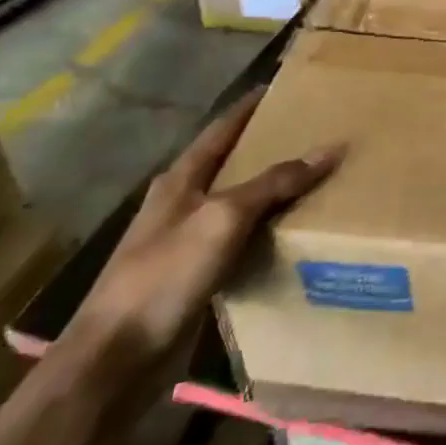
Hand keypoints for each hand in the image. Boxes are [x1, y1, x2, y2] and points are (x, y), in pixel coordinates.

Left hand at [57, 88, 341, 402]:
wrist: (116, 359)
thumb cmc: (165, 275)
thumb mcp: (224, 218)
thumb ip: (275, 182)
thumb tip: (330, 149)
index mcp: (180, 178)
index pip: (222, 128)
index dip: (250, 105)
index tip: (283, 85)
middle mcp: (182, 202)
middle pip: (230, 162)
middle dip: (268, 145)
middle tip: (313, 130)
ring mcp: (185, 240)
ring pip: (238, 201)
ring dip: (270, 189)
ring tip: (314, 177)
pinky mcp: (194, 274)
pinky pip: (239, 238)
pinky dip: (266, 228)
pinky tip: (292, 232)